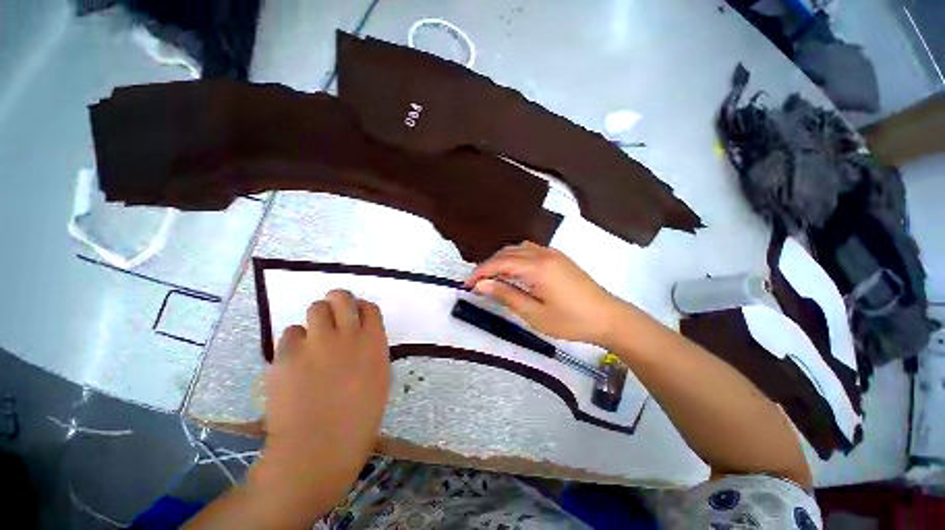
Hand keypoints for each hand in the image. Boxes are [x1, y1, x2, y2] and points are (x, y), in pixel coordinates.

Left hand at [254, 290, 389, 515]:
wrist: (317, 450)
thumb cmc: (358, 419)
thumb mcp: (379, 379)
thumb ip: (371, 351)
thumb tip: (361, 337)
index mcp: (373, 343)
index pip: (369, 307)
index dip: (361, 308)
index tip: (356, 316)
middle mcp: (347, 335)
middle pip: (341, 297)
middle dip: (338, 300)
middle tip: (334, 313)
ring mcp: (316, 343)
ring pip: (314, 309)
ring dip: (316, 320)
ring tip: (313, 339)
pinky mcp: (287, 355)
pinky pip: (290, 334)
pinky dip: (294, 343)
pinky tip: (295, 361)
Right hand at [464, 242, 636, 346]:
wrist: (608, 317)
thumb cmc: (570, 321)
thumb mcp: (534, 313)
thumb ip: (506, 295)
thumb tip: (481, 285)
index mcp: (537, 267)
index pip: (499, 263)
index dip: (480, 272)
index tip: (466, 284)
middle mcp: (543, 254)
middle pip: (507, 252)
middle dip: (488, 265)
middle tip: (477, 283)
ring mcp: (552, 253)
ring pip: (518, 248)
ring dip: (501, 259)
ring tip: (493, 277)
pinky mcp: (559, 257)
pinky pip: (530, 250)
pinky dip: (515, 257)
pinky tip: (514, 271)